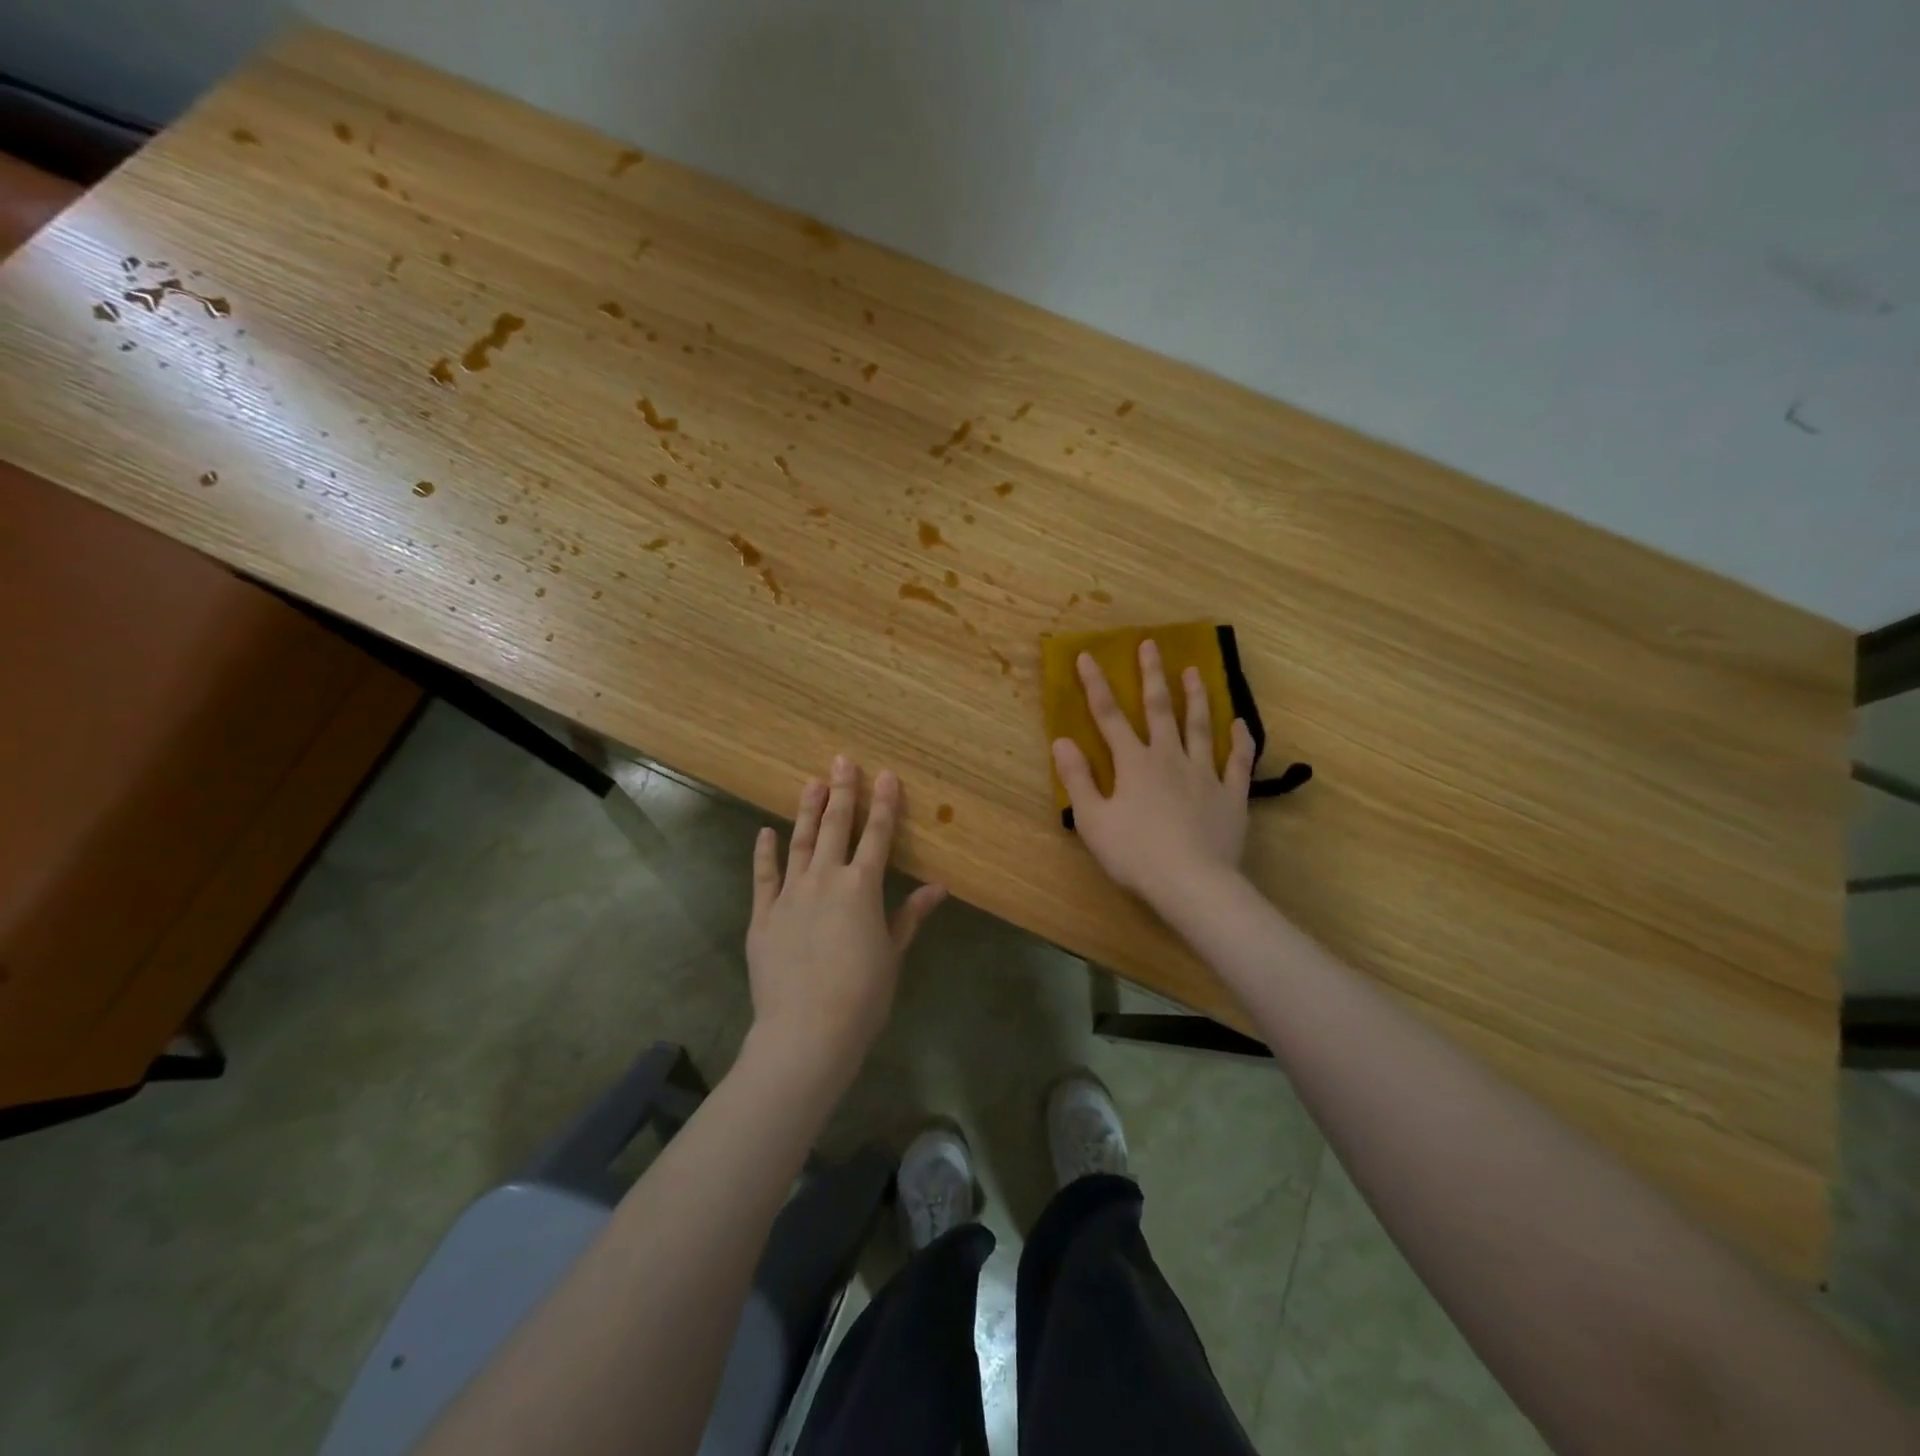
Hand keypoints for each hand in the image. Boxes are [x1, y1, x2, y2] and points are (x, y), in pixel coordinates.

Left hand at [745, 756, 946, 1068]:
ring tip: (811, 783)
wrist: (807, 1031)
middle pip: (836, 826)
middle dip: (843, 791)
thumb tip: (938, 887)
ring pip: (800, 842)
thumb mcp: (893, 953)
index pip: (878, 835)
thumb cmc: (862, 995)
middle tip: (842, 760)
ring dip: (807, 811)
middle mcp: (826, 879)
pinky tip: (766, 832)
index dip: (884, 803)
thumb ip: (910, 915)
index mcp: (862, 887)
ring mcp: (790, 894)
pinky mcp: (763, 914)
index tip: (886, 775)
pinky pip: (764, 876)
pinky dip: (765, 852)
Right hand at [1051, 640, 1255, 904]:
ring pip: (1200, 727)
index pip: (1109, 716)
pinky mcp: (1231, 795)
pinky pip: (1238, 762)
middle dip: (1152, 676)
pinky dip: (1240, 741)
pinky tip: (1241, 724)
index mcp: (1133, 763)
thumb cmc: (1134, 854)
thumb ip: (1077, 778)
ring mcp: (1204, 774)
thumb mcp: (1093, 820)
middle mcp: (1169, 758)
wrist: (1192, 883)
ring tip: (1195, 671)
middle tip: (1151, 644)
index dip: (1096, 685)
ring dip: (1197, 697)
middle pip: (1160, 709)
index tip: (1088, 656)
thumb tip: (1062, 741)